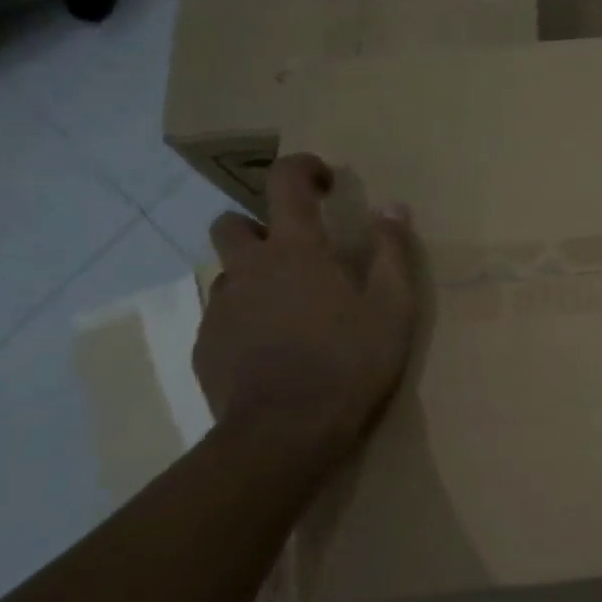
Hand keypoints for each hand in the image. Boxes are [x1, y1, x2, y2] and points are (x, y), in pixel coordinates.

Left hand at [194, 155, 416, 459]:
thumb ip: (393, 252)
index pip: (285, 182)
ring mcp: (221, 309)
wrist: (286, 433)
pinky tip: (271, 352)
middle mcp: (249, 269)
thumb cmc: (349, 363)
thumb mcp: (393, 307)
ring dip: (252, 279)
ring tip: (288, 312)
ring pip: (227, 275)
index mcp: (295, 251)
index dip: (303, 168)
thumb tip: (394, 206)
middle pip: (231, 224)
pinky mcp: (207, 348)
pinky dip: (244, 321)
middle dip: (258, 226)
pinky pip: (222, 319)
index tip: (324, 181)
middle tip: (294, 256)